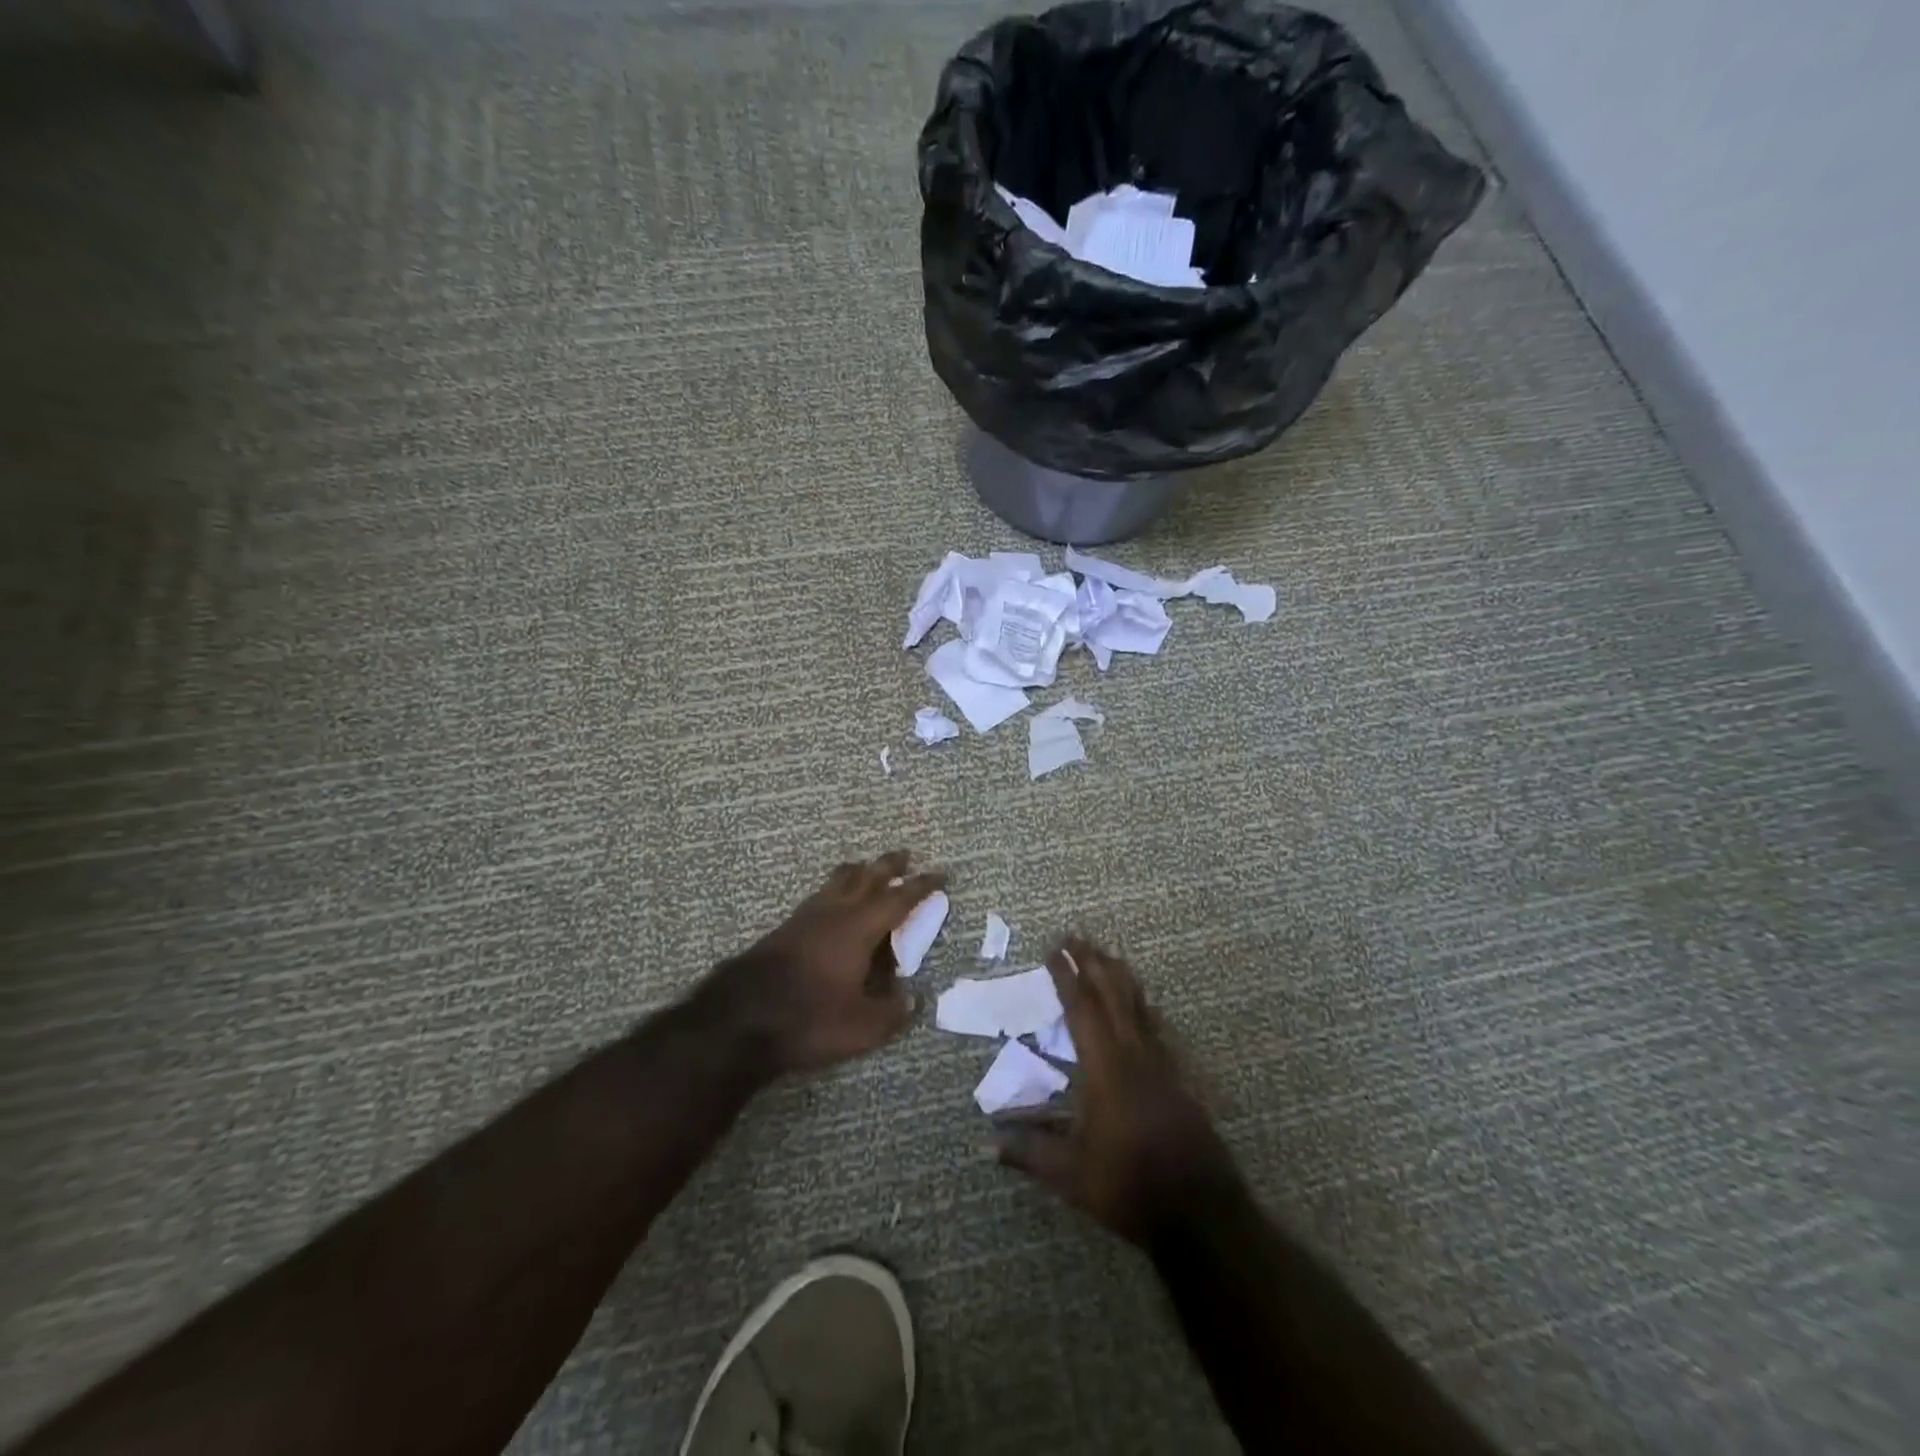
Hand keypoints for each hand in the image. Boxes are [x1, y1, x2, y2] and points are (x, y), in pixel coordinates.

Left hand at [700, 850, 945, 1075]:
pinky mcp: (785, 928)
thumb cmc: (809, 1019)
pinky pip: (821, 896)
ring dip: (859, 872)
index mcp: (860, 929)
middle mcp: (835, 913)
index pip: (899, 899)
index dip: (922, 886)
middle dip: (889, 866)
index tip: (941, 874)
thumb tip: (915, 997)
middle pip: (867, 877)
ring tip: (868, 869)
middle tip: (905, 855)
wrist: (740, 1019)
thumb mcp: (863, 1027)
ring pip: (838, 881)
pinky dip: (836, 889)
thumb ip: (894, 1011)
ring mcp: (806, 917)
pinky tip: (834, 902)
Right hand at [995, 937, 1239, 1245]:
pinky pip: (1155, 1025)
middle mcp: (1133, 1055)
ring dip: (1119, 975)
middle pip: (1112, 995)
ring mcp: (1160, 1063)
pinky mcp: (1177, 1076)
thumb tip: (988, 1144)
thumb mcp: (1071, 1176)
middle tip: (1075, 935)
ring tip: (1105, 954)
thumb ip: (1030, 1154)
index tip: (1053, 950)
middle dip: (1092, 962)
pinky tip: (1141, 1002)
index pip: (1081, 1011)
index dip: (1066, 977)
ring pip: (1138, 1004)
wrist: (1200, 1211)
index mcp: (1105, 1069)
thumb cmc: (1130, 1187)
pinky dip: (1142, 1003)